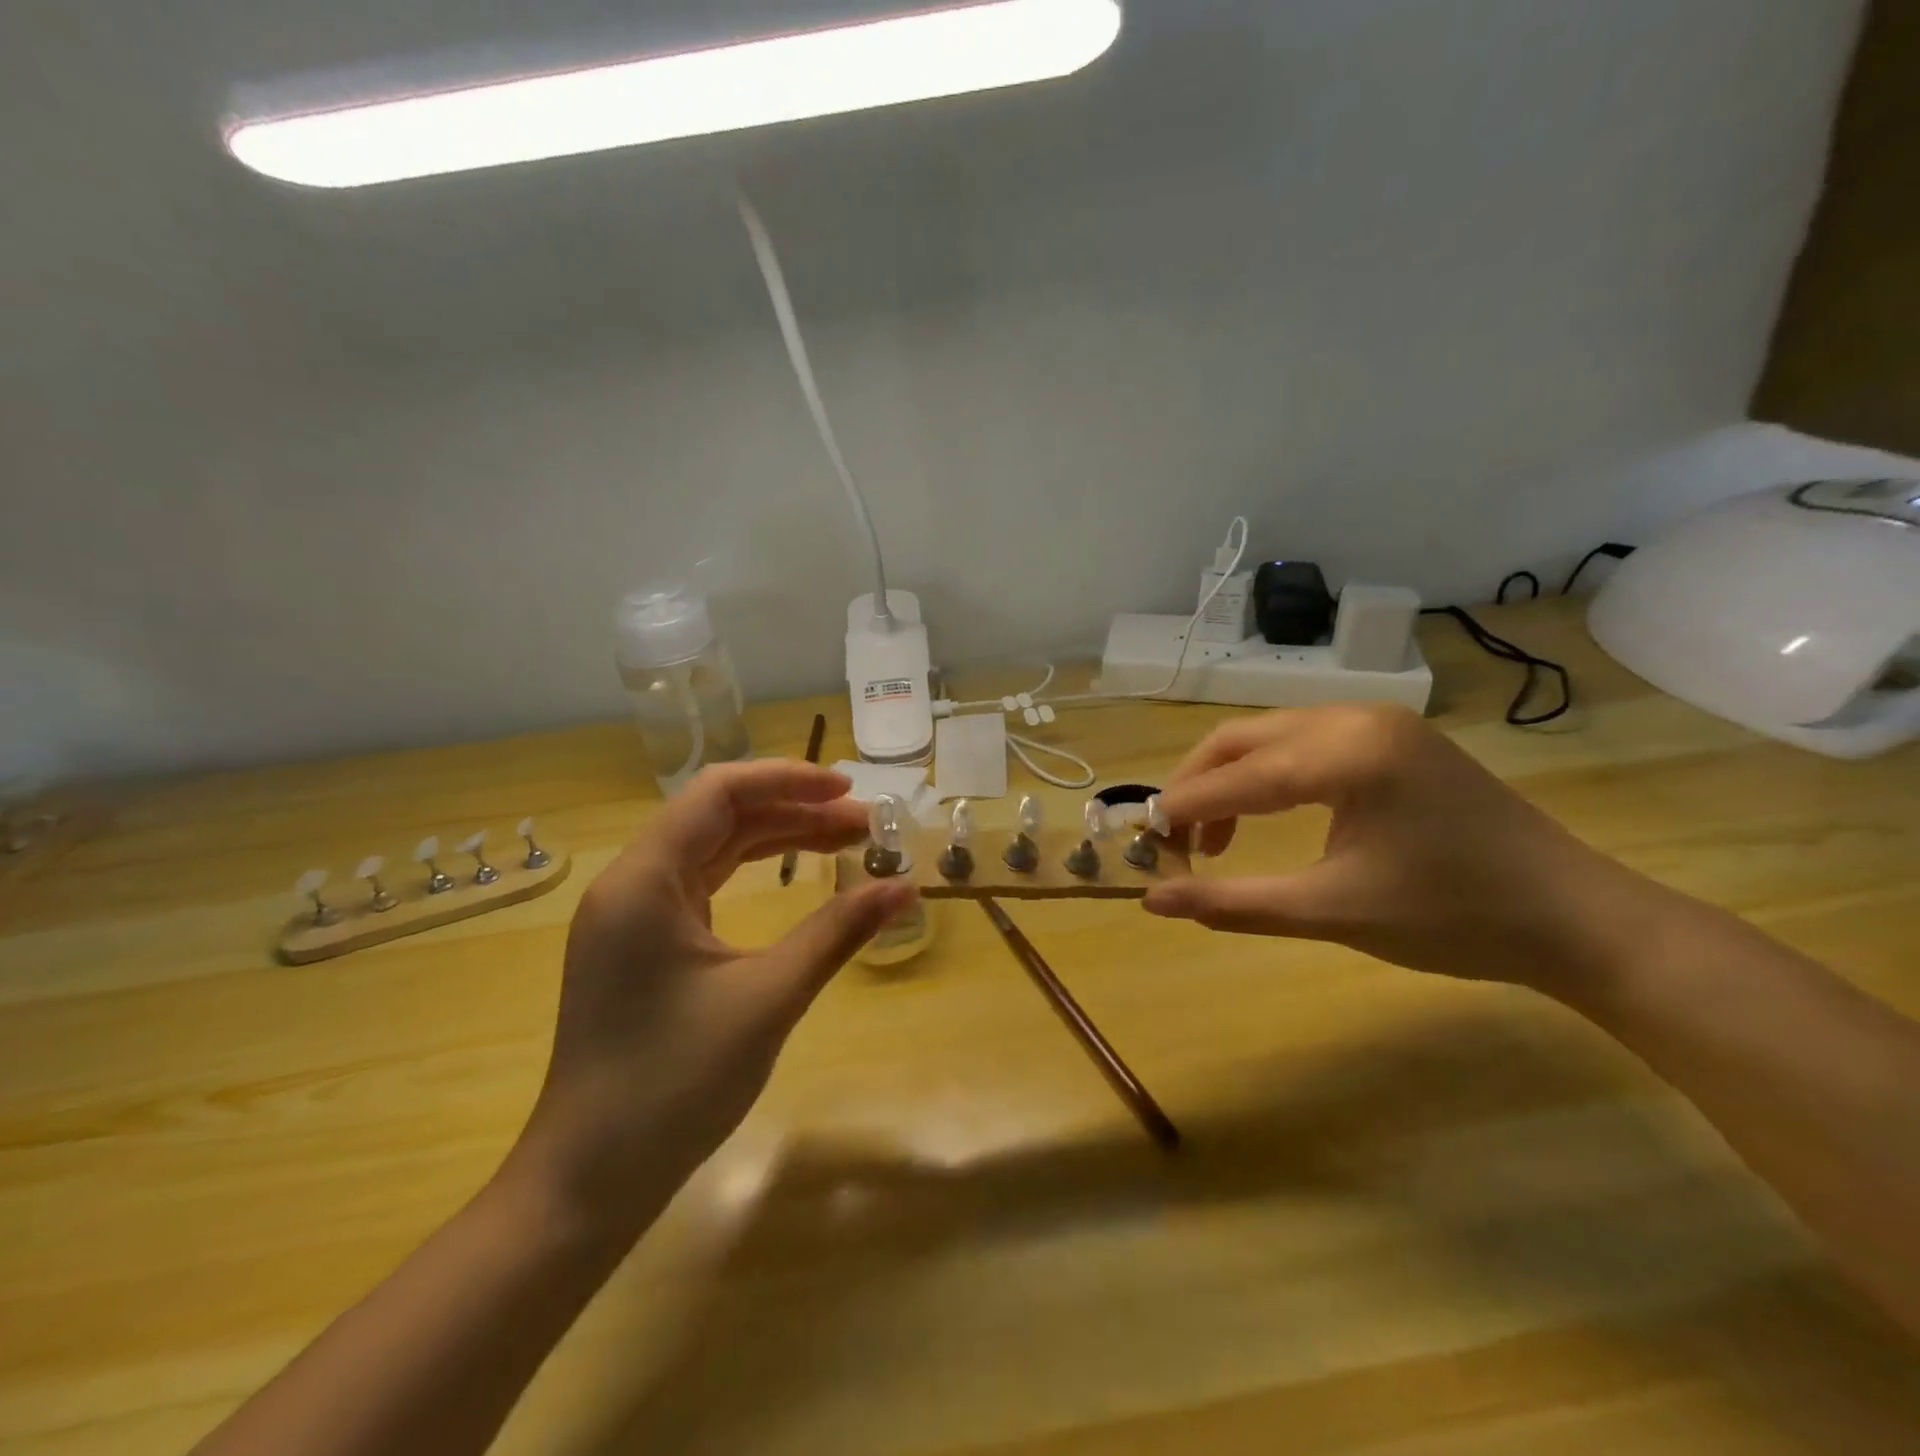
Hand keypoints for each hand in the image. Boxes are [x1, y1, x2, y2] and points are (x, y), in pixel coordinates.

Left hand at [508, 761, 914, 1238]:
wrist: (589, 1181)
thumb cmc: (674, 1085)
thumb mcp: (769, 998)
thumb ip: (838, 932)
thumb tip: (904, 888)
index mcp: (645, 880)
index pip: (719, 793)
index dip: (788, 779)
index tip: (849, 789)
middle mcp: (631, 883)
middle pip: (720, 817)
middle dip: (795, 811)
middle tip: (865, 825)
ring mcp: (633, 915)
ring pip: (714, 849)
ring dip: (779, 840)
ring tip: (845, 843)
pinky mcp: (642, 945)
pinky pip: (704, 885)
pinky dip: (754, 872)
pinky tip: (794, 877)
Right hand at [1142, 705, 1664, 988]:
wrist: (1574, 917)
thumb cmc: (1452, 918)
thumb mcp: (1330, 913)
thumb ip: (1233, 902)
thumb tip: (1153, 900)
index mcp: (1344, 754)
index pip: (1233, 778)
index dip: (1180, 810)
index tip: (1141, 840)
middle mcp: (1354, 718)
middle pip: (1242, 740)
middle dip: (1197, 787)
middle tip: (1174, 840)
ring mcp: (1378, 721)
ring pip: (1270, 738)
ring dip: (1231, 781)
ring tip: (1216, 840)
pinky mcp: (1393, 736)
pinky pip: (1304, 742)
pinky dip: (1269, 775)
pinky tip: (1269, 814)